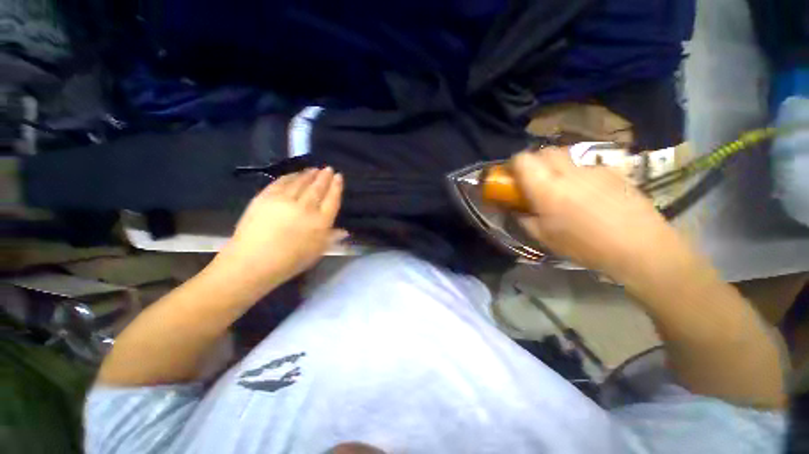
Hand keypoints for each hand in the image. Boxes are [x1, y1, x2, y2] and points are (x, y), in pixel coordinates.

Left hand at [210, 168, 344, 294]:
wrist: (252, 262)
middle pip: (318, 188)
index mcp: (320, 222)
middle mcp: (305, 208)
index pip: (332, 199)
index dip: (336, 187)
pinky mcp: (266, 197)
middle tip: (328, 169)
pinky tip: (295, 174)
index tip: (339, 177)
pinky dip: (291, 176)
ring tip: (315, 169)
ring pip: (301, 182)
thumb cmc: (290, 261)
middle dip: (324, 177)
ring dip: (309, 174)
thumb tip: (344, 231)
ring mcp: (285, 200)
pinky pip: (282, 182)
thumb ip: (331, 238)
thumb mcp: (317, 252)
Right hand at [511, 147, 691, 281]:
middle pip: (545, 151)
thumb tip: (517, 210)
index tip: (513, 177)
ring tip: (561, 187)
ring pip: (566, 156)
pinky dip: (578, 174)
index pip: (523, 159)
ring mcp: (593, 169)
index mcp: (547, 188)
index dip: (514, 164)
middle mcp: (568, 172)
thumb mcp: (544, 237)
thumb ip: (524, 219)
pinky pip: (586, 166)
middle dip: (535, 162)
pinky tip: (587, 193)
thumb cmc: (584, 245)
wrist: (640, 246)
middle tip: (534, 181)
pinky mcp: (612, 172)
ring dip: (556, 166)